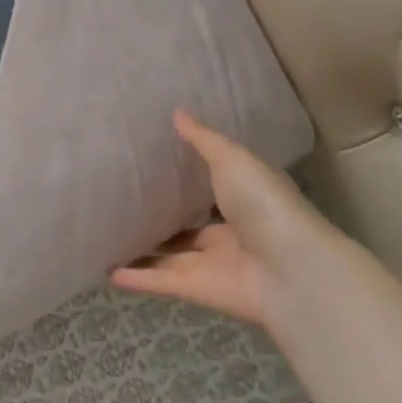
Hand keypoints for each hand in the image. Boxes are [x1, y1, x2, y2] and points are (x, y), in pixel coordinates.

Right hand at [111, 110, 342, 329]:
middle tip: (124, 203)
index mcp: (245, 201)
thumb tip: (177, 112)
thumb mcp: (234, 161)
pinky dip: (137, 278)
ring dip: (144, 251)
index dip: (188, 181)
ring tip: (109, 237)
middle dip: (164, 220)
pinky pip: (161, 281)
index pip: (213, 190)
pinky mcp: (198, 290)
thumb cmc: (266, 206)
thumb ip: (203, 141)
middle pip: (189, 229)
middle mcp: (230, 234)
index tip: (155, 165)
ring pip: (171, 257)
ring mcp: (213, 265)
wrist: (292, 272)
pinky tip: (109, 272)